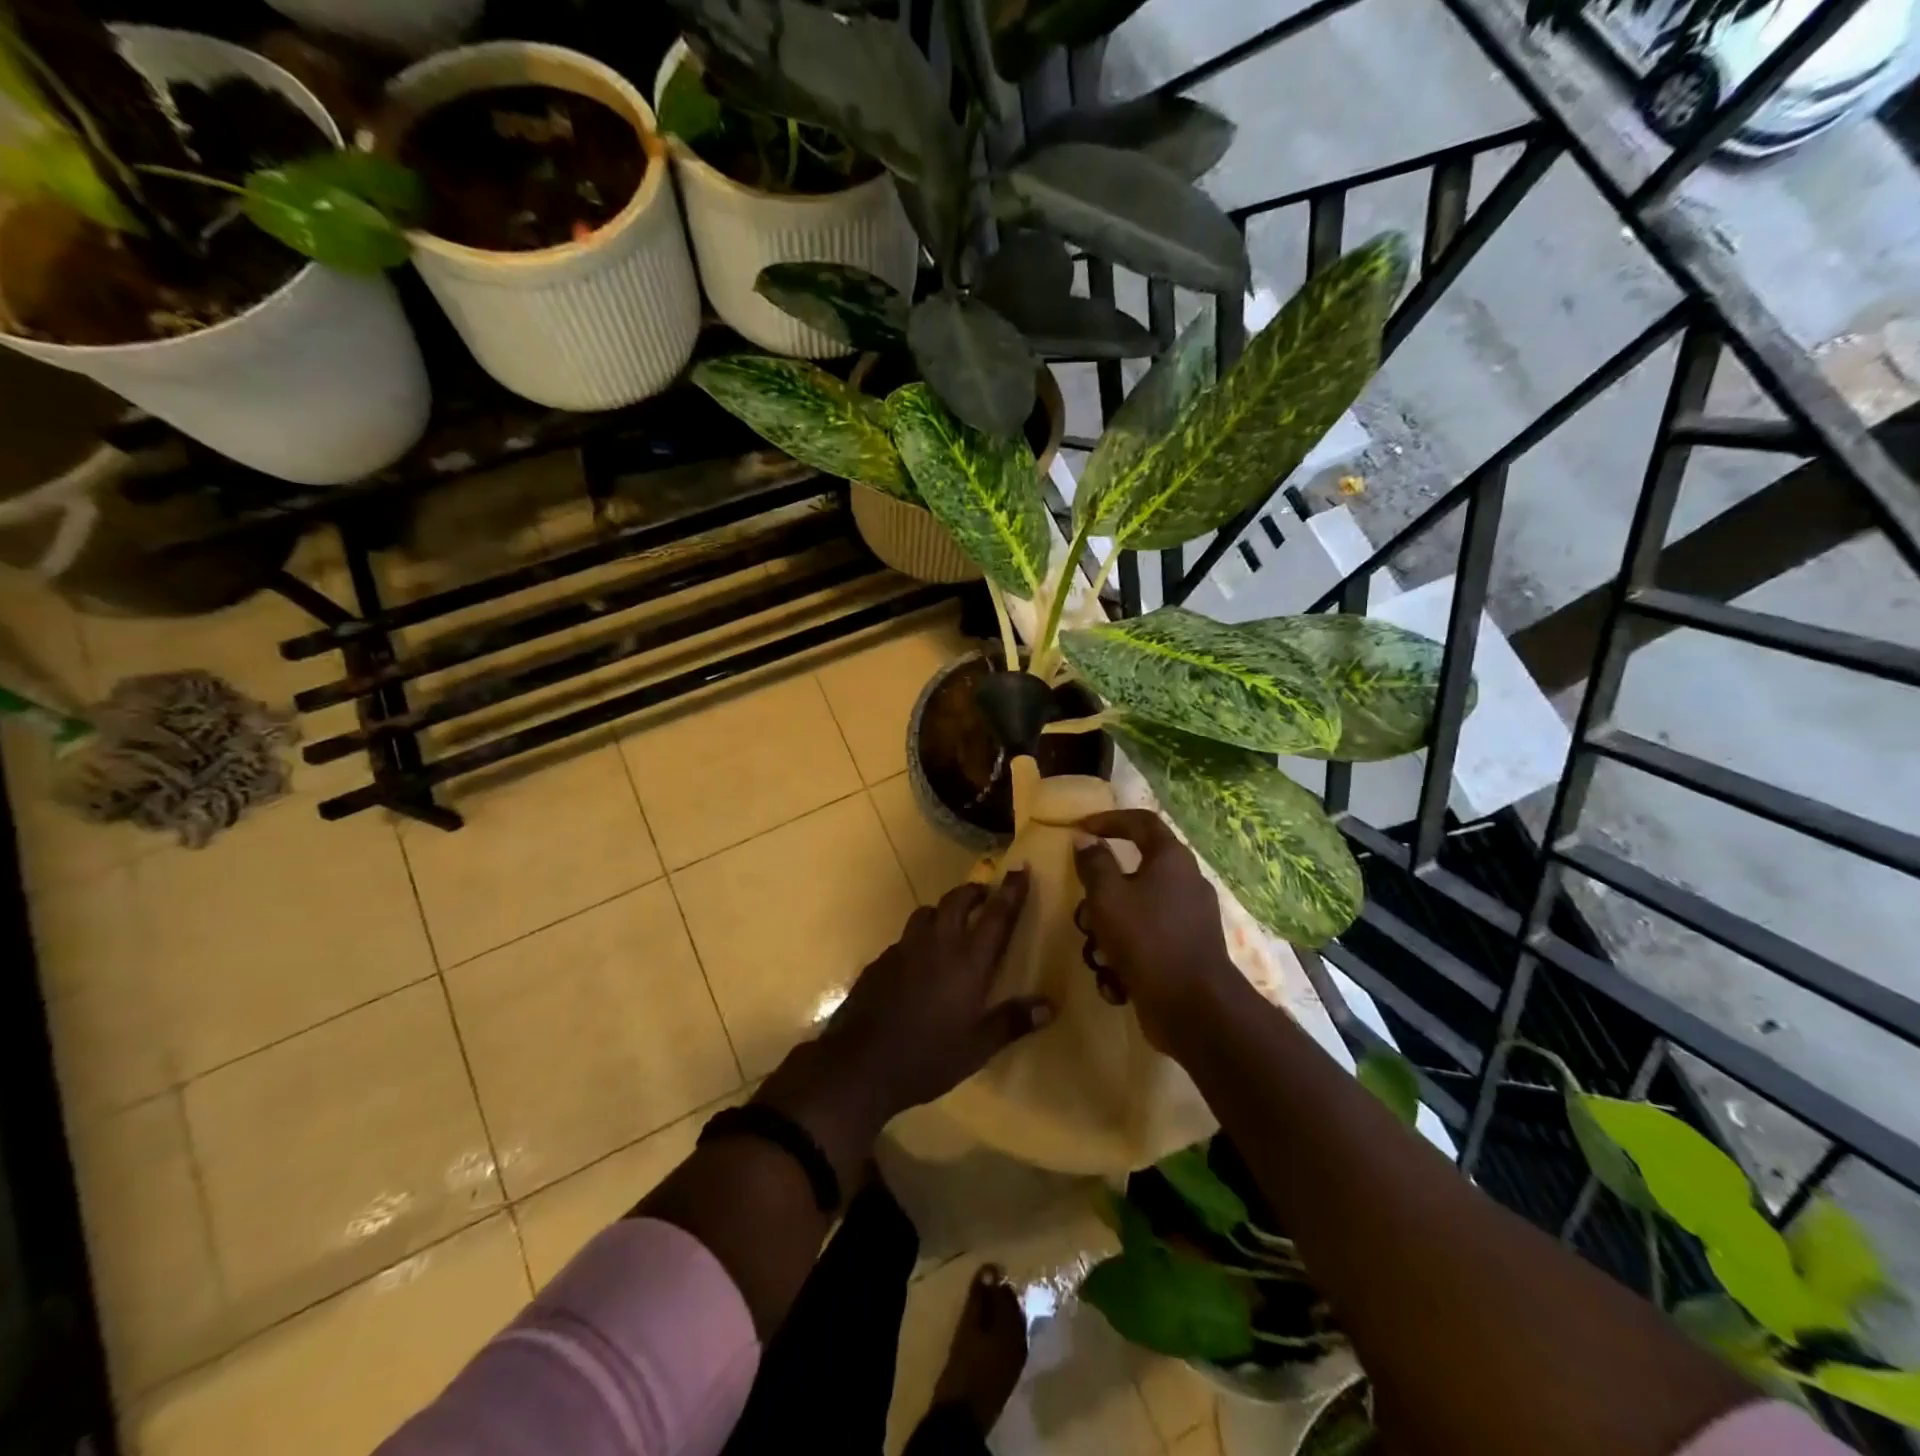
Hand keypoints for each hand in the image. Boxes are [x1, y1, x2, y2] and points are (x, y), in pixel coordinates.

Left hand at [814, 874, 1051, 1120]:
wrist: (860, 1063)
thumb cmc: (927, 1057)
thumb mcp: (977, 1048)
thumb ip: (1012, 1022)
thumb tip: (1051, 1005)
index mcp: (967, 962)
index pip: (996, 916)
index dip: (1011, 891)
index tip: (1020, 869)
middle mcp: (937, 944)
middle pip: (956, 901)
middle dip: (973, 891)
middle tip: (985, 895)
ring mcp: (904, 949)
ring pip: (926, 912)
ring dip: (943, 910)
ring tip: (951, 923)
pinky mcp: (881, 961)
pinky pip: (905, 938)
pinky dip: (919, 938)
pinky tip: (919, 961)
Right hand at [1072, 810, 1243, 1053]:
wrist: (1193, 1008)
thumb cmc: (1147, 939)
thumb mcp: (1107, 896)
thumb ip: (1093, 864)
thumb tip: (1086, 840)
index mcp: (1171, 859)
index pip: (1140, 822)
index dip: (1108, 820)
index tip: (1079, 829)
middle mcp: (1183, 883)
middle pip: (1130, 875)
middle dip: (1098, 900)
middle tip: (1084, 918)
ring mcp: (1186, 921)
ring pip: (1132, 914)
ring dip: (1107, 936)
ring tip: (1099, 959)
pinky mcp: (1183, 953)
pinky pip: (1144, 944)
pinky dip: (1125, 961)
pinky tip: (1116, 982)